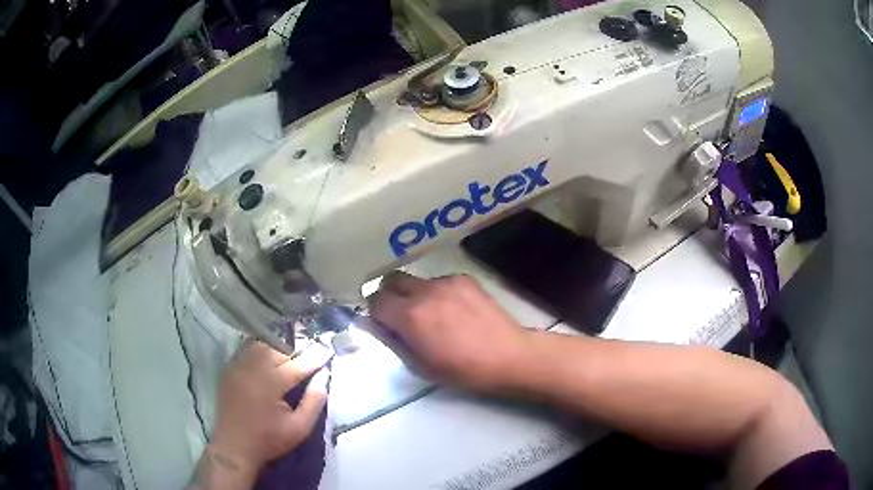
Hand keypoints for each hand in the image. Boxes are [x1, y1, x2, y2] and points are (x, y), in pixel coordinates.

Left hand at [198, 340, 331, 488]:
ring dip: (278, 345)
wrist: (235, 447)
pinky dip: (261, 348)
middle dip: (296, 347)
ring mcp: (238, 366)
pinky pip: (247, 350)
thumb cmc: (269, 440)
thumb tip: (323, 377)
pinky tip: (269, 354)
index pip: (298, 364)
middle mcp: (252, 369)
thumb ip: (314, 401)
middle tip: (310, 348)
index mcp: (270, 384)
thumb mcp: (300, 428)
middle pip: (278, 348)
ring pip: (261, 344)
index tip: (328, 349)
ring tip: (291, 350)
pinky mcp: (229, 369)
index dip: (314, 357)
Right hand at [368, 272, 530, 391]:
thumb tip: (376, 324)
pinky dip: (437, 293)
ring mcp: (446, 281)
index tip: (385, 324)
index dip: (376, 313)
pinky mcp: (464, 278)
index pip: (375, 301)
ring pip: (417, 281)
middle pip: (391, 279)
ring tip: (434, 315)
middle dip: (389, 295)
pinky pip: (439, 281)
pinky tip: (455, 310)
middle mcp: (424, 291)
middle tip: (400, 314)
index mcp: (410, 316)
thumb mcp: (420, 366)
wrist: (507, 356)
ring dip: (415, 294)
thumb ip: (393, 341)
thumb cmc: (462, 370)